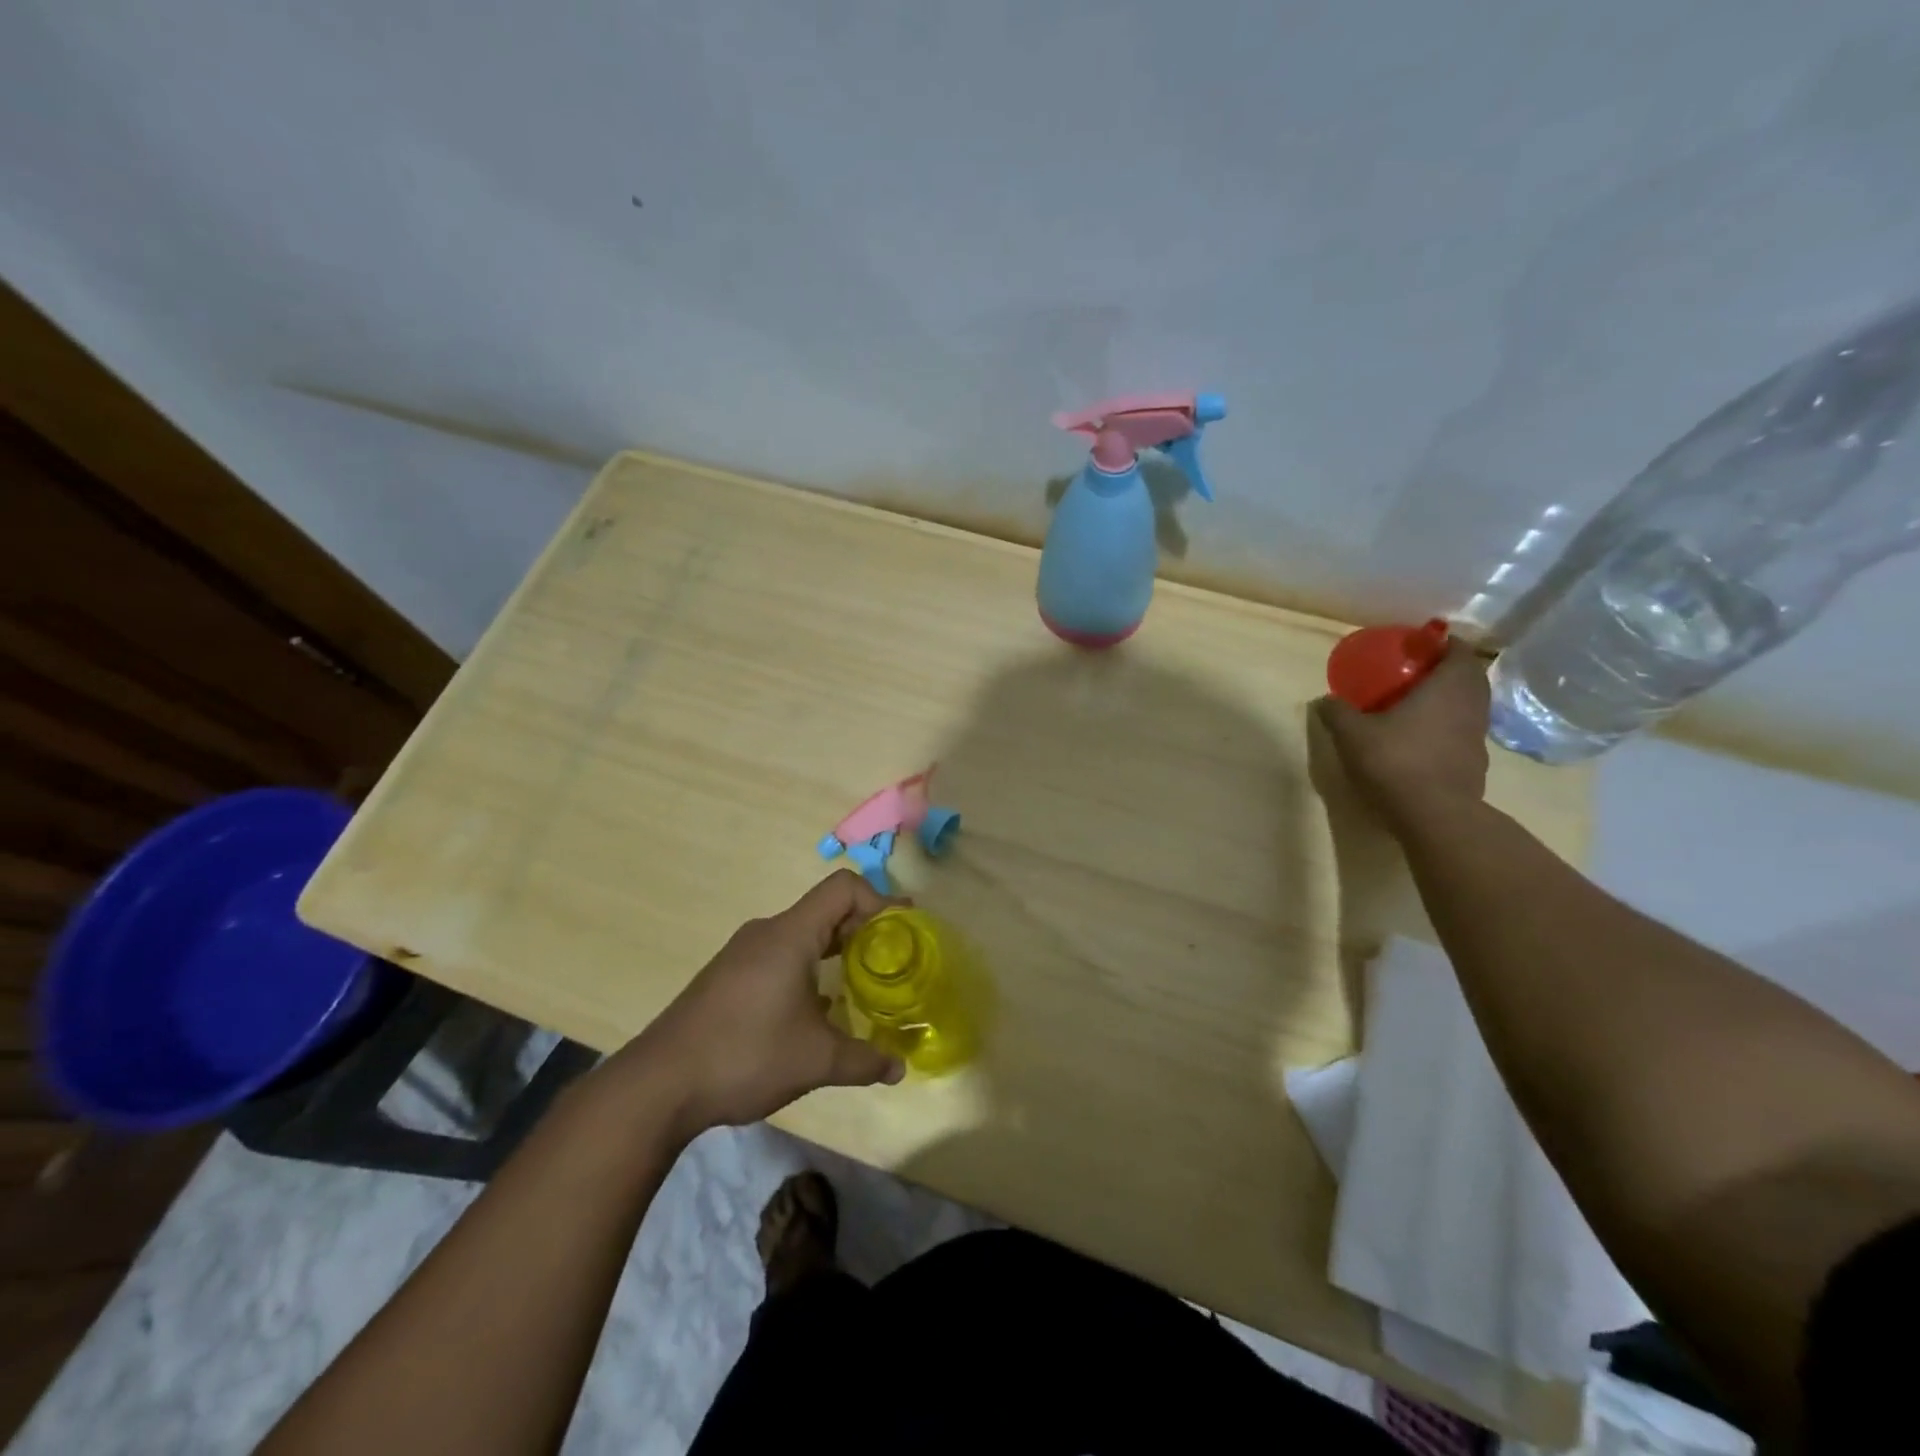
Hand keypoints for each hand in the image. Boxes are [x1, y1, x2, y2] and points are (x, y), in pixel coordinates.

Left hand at [626, 870, 905, 1139]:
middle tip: (890, 961)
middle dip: (863, 929)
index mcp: (790, 935)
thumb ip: (864, 1060)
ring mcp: (742, 954)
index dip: (879, 900)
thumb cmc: (745, 1055)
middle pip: (824, 909)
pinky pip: (779, 955)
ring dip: (834, 951)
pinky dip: (807, 968)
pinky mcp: (727, 977)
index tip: (901, 933)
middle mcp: (766, 933)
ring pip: (801, 934)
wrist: (658, 1084)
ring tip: (858, 986)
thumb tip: (900, 1068)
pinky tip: (813, 1010)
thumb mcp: (815, 1061)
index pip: (843, 887)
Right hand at [1312, 646, 1490, 832]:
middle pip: (1469, 678)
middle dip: (1447, 671)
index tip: (1424, 644)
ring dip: (1450, 700)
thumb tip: (1323, 700)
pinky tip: (1422, 739)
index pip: (1460, 652)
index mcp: (1448, 687)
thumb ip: (1338, 712)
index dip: (1446, 644)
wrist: (1434, 815)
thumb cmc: (1395, 761)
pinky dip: (1448, 727)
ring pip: (1469, 706)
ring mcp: (1477, 736)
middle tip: (1417, 672)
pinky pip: (1463, 732)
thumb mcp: (1352, 734)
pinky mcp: (1475, 763)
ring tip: (1418, 704)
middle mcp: (1471, 706)